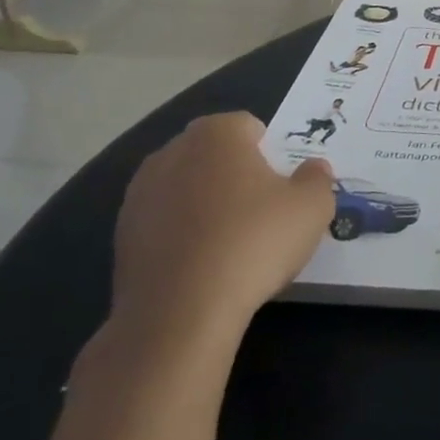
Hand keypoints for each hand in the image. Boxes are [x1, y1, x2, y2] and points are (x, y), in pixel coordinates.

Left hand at [108, 113, 333, 362]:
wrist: (180, 313)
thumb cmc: (254, 243)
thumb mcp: (312, 208)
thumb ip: (317, 178)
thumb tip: (313, 169)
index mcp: (217, 134)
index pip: (249, 126)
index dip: (270, 154)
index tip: (281, 188)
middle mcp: (172, 152)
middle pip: (214, 154)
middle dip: (235, 174)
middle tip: (261, 212)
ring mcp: (140, 193)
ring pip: (186, 187)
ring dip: (205, 203)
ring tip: (230, 243)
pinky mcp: (122, 235)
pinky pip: (164, 222)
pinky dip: (182, 234)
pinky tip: (201, 265)